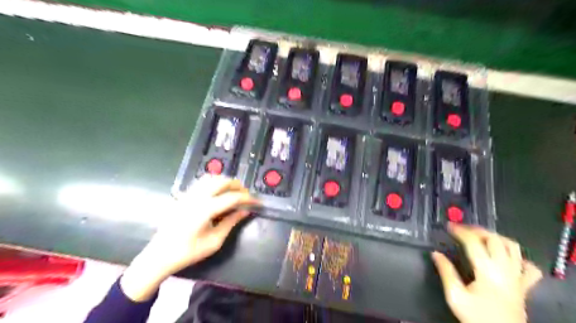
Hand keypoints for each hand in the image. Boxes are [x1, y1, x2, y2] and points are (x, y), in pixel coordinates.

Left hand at [120, 175, 259, 301]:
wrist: (159, 255)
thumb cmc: (188, 252)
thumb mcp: (214, 241)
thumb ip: (231, 222)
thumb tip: (246, 211)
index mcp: (205, 209)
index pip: (233, 197)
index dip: (248, 198)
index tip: (258, 202)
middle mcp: (197, 197)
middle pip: (222, 182)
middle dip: (238, 186)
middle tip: (246, 196)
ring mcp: (189, 194)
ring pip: (212, 178)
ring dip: (226, 182)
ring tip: (234, 192)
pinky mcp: (184, 196)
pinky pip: (202, 182)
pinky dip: (215, 182)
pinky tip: (219, 193)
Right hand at [435, 224, 542, 322]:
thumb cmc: (477, 317)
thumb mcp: (455, 296)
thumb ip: (446, 272)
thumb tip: (436, 253)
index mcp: (487, 271)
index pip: (474, 242)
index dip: (461, 231)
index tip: (449, 226)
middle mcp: (505, 270)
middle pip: (495, 240)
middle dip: (476, 230)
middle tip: (461, 229)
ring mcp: (518, 278)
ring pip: (513, 248)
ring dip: (496, 237)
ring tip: (480, 236)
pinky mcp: (524, 286)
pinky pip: (528, 267)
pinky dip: (518, 258)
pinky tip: (506, 257)